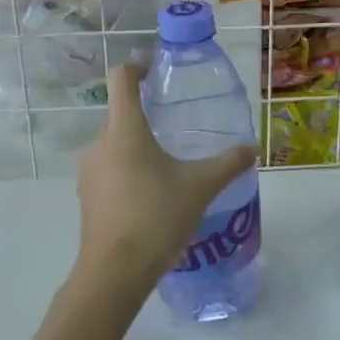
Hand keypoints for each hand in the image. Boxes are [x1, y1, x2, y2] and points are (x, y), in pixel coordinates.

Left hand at [74, 63, 253, 300]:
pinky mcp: (87, 196)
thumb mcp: (200, 187)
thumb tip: (252, 148)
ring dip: (139, 145)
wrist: (114, 273)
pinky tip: (152, 193)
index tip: (157, 70)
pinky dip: (129, 169)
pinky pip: (109, 168)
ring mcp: (89, 171)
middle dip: (147, 114)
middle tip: (177, 124)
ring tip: (169, 163)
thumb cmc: (156, 217)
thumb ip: (228, 164)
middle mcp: (100, 143)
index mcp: (125, 130)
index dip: (137, 66)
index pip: (121, 79)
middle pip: (120, 113)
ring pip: (115, 143)